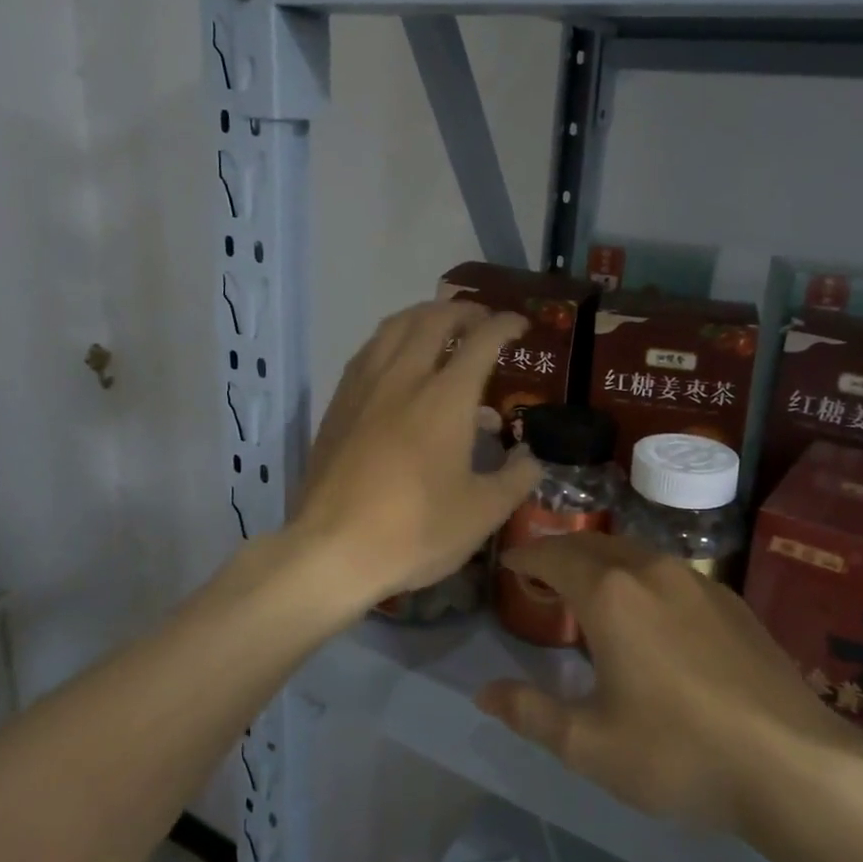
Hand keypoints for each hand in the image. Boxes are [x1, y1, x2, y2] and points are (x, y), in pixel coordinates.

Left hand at [288, 300, 540, 615]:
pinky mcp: (337, 404)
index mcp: (446, 397)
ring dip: (423, 315)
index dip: (505, 325)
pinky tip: (395, 359)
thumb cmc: (414, 531)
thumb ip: (516, 479)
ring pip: (394, 326)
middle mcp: (404, 377)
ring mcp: (365, 387)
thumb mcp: (482, 513)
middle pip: (433, 319)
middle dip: (463, 310)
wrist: (330, 550)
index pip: (481, 340)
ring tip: (440, 326)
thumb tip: (531, 458)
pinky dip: (391, 339)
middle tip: (482, 321)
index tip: (520, 325)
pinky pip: (368, 350)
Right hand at [477, 534, 862, 835]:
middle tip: (541, 580)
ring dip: (602, 563)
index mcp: (610, 595)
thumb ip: (531, 713)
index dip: (526, 558)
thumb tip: (484, 693)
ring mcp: (697, 581)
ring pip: (634, 554)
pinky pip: (669, 572)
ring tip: (590, 593)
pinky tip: (649, 613)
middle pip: (593, 545)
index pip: (554, 557)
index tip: (509, 564)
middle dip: (560, 555)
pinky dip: (640, 577)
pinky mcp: (731, 600)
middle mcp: (651, 571)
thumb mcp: (591, 745)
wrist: (794, 764)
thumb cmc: (680, 754)